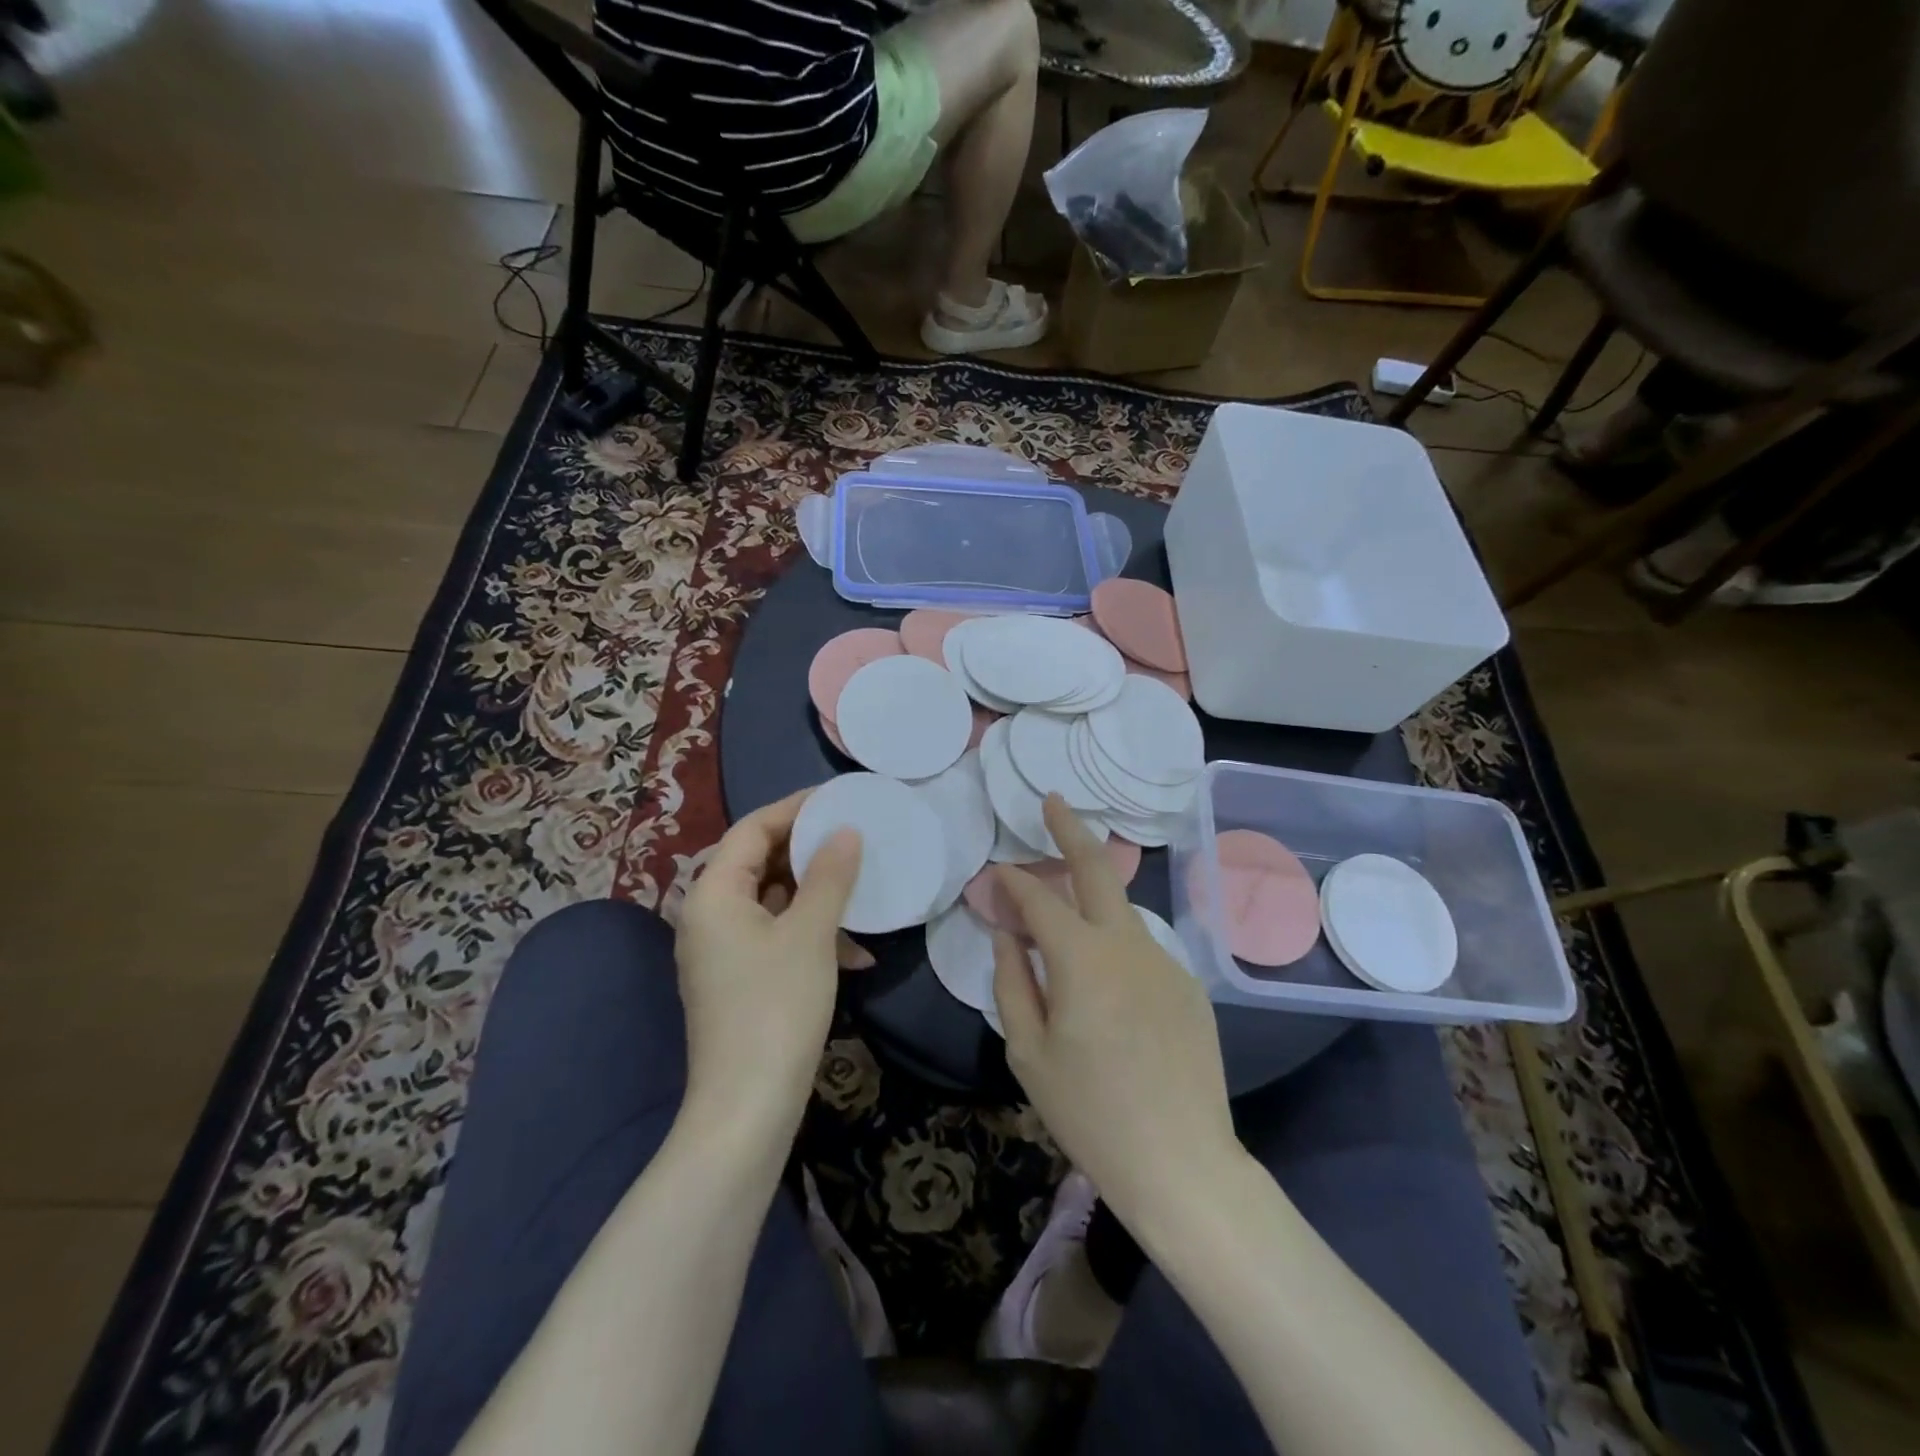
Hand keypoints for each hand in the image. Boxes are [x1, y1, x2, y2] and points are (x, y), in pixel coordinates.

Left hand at [676, 789, 862, 1130]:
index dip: (795, 809)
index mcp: (713, 894)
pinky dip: (811, 934)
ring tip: (860, 887)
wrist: (747, 1107)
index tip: (839, 799)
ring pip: (771, 901)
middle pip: (758, 862)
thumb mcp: (810, 934)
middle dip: (809, 851)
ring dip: (816, 895)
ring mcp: (721, 951)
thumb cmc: (776, 1007)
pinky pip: (775, 936)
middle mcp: (708, 915)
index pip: (751, 828)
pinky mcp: (738, 980)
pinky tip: (856, 952)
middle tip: (854, 837)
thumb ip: (829, 876)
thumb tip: (845, 831)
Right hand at [993, 795, 1239, 1223]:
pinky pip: (1141, 947)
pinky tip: (1104, 978)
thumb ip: (1012, 981)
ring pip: (1121, 909)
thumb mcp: (1029, 1052)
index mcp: (1082, 959)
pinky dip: (1114, 942)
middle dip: (1070, 828)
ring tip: (1065, 896)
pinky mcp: (1188, 984)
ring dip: (1091, 892)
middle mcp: (1128, 944)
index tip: (994, 876)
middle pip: (1098, 867)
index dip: (1012, 882)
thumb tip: (1006, 933)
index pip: (1039, 900)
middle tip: (1052, 801)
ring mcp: (1165, 960)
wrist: (1183, 1163)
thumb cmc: (1091, 1113)